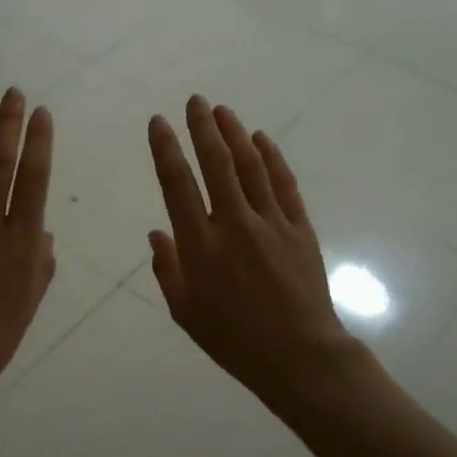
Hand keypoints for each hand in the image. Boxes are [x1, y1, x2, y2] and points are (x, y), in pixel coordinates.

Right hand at [147, 96, 355, 405]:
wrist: (299, 356)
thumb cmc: (234, 340)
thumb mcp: (186, 312)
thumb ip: (168, 270)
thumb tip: (156, 234)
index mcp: (200, 246)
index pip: (178, 185)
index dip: (166, 150)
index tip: (159, 122)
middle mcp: (234, 224)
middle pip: (217, 164)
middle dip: (203, 128)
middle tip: (195, 101)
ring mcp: (271, 223)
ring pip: (251, 167)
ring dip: (235, 135)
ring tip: (223, 111)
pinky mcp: (300, 229)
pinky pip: (284, 185)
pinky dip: (273, 158)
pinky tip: (262, 139)